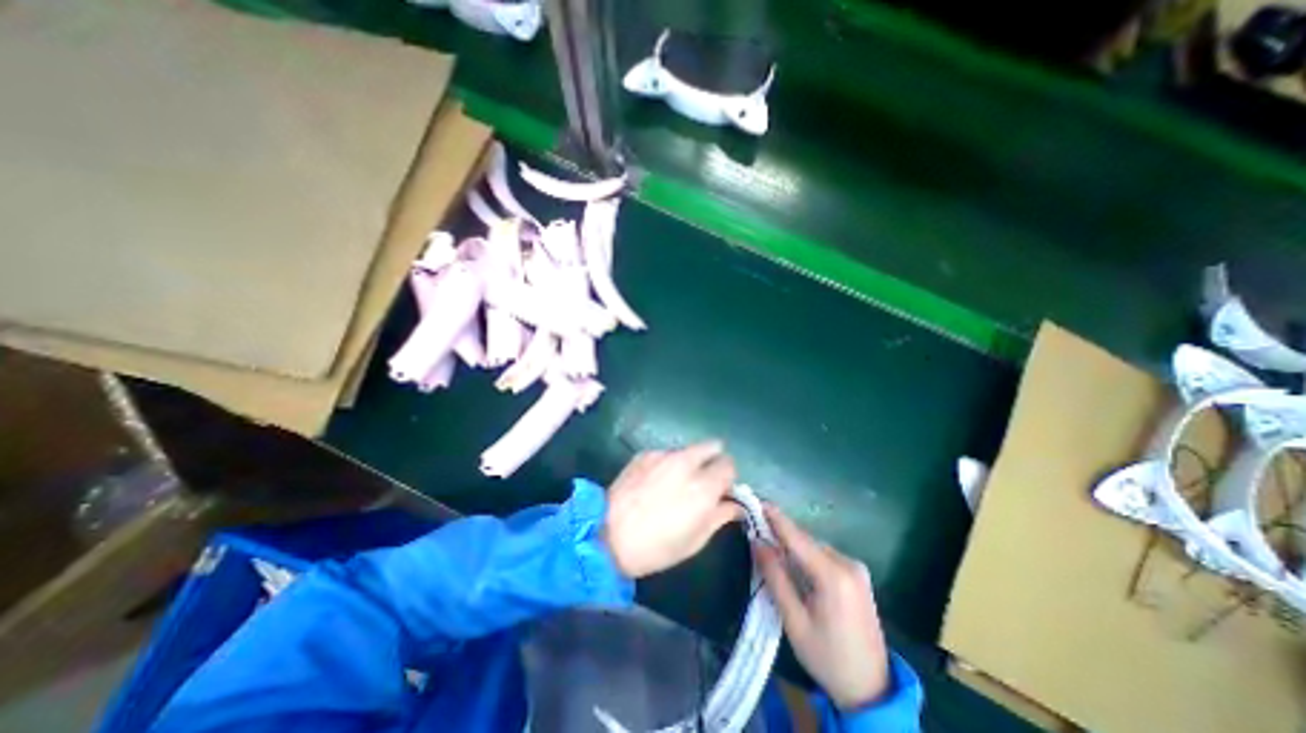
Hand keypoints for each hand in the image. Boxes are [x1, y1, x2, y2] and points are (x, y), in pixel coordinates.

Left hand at [603, 441, 742, 578]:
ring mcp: (663, 455)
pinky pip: (665, 453)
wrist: (607, 535)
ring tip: (673, 483)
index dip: (727, 477)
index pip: (729, 464)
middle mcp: (687, 463)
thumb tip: (735, 505)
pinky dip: (666, 463)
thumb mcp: (695, 540)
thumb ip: (720, 516)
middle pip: (712, 446)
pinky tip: (653, 482)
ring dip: (689, 462)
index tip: (720, 489)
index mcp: (704, 486)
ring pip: (687, 450)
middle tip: (702, 480)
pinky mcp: (644, 454)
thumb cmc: (656, 547)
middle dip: (713, 460)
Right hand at [751, 507, 892, 706]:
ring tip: (772, 548)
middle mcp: (848, 564)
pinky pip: (825, 556)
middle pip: (806, 541)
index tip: (758, 500)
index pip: (797, 538)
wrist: (871, 690)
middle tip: (757, 528)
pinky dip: (807, 556)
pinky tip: (796, 565)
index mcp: (833, 576)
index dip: (776, 518)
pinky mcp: (858, 575)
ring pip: (815, 547)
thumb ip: (775, 577)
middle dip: (782, 533)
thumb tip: (757, 542)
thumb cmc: (827, 657)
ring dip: (794, 546)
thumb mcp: (794, 620)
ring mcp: (857, 569)